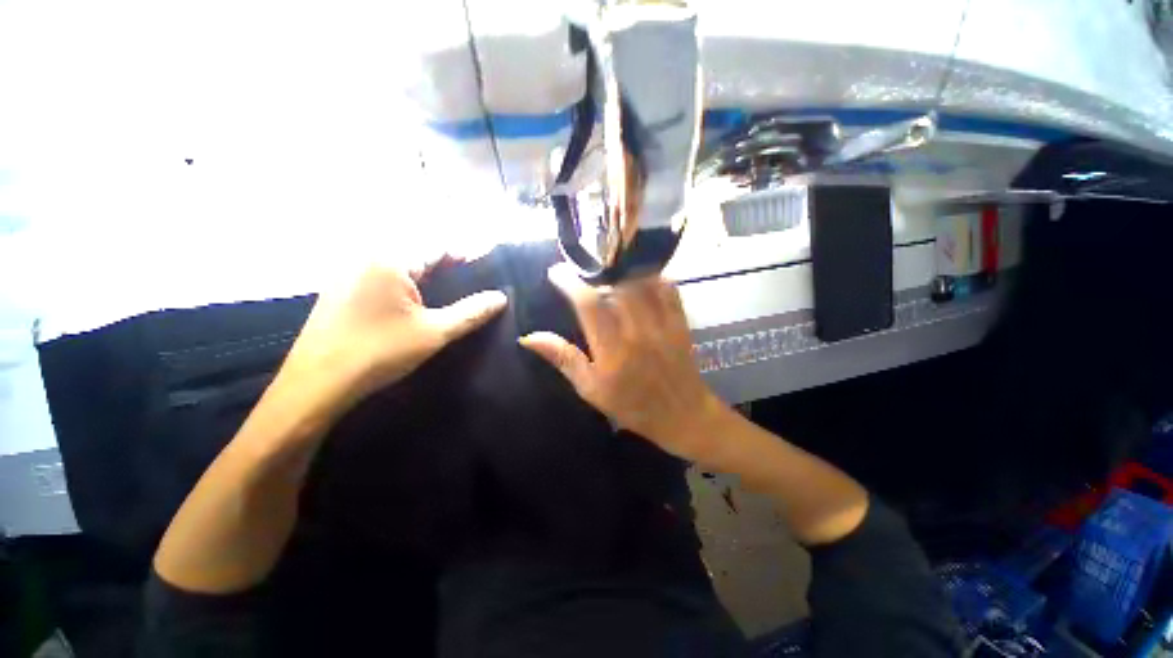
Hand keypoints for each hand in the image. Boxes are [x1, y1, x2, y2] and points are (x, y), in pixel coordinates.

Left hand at [279, 259, 506, 421]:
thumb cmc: (379, 353)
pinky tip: (419, 301)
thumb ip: (472, 312)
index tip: (488, 263)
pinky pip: (383, 277)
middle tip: (473, 278)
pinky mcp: (341, 290)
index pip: (438, 246)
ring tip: (453, 289)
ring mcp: (349, 273)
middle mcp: (366, 257)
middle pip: (418, 252)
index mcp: (389, 260)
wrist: (316, 386)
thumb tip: (501, 297)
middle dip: (448, 264)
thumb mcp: (434, 333)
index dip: (466, 254)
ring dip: (428, 274)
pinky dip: (407, 283)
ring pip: (401, 265)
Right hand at [520, 264, 725, 462]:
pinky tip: (639, 275)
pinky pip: (667, 289)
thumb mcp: (590, 388)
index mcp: (612, 351)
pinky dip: (651, 276)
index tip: (557, 271)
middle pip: (616, 285)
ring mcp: (663, 325)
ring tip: (607, 269)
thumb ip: (563, 358)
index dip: (570, 282)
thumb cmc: (631, 406)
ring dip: (621, 270)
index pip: (589, 305)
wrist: (681, 415)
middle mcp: (638, 333)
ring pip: (641, 282)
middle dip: (596, 270)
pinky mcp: (680, 322)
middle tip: (583, 268)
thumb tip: (528, 337)